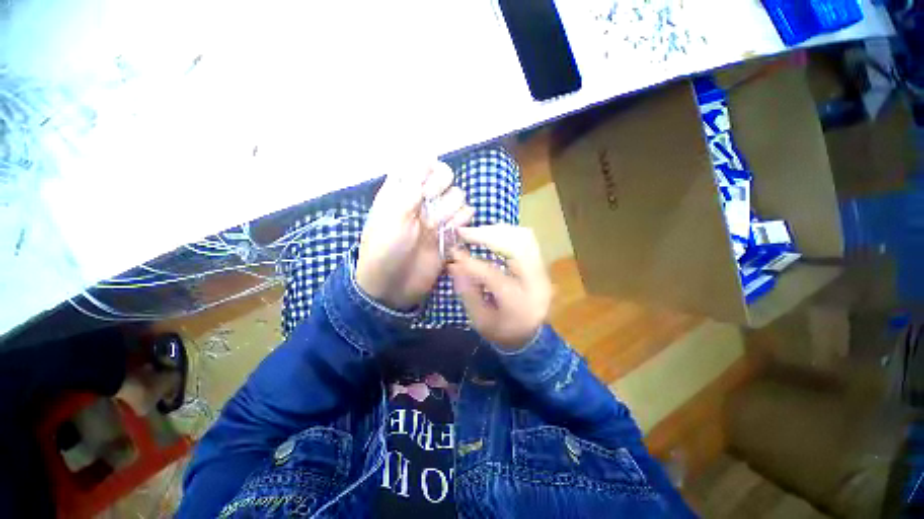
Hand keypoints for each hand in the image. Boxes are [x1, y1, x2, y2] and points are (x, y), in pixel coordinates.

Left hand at [356, 161, 474, 310]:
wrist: (394, 285)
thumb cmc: (385, 249)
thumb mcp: (391, 218)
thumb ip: (410, 190)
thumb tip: (427, 163)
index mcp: (402, 191)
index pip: (421, 164)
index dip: (426, 170)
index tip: (422, 186)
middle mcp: (422, 200)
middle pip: (444, 176)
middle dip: (441, 187)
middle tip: (430, 207)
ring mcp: (437, 216)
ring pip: (458, 195)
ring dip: (451, 207)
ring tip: (438, 226)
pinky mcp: (449, 233)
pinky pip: (466, 216)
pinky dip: (463, 221)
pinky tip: (452, 231)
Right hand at [448, 225, 551, 348]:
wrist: (531, 336)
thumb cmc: (503, 331)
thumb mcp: (480, 320)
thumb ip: (467, 292)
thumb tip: (453, 265)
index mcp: (519, 302)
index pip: (494, 275)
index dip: (471, 262)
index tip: (453, 252)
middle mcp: (537, 282)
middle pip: (516, 246)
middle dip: (487, 235)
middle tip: (464, 233)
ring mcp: (542, 271)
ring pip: (524, 238)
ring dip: (497, 231)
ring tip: (476, 232)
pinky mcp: (541, 265)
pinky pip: (527, 239)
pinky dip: (507, 233)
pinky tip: (491, 234)